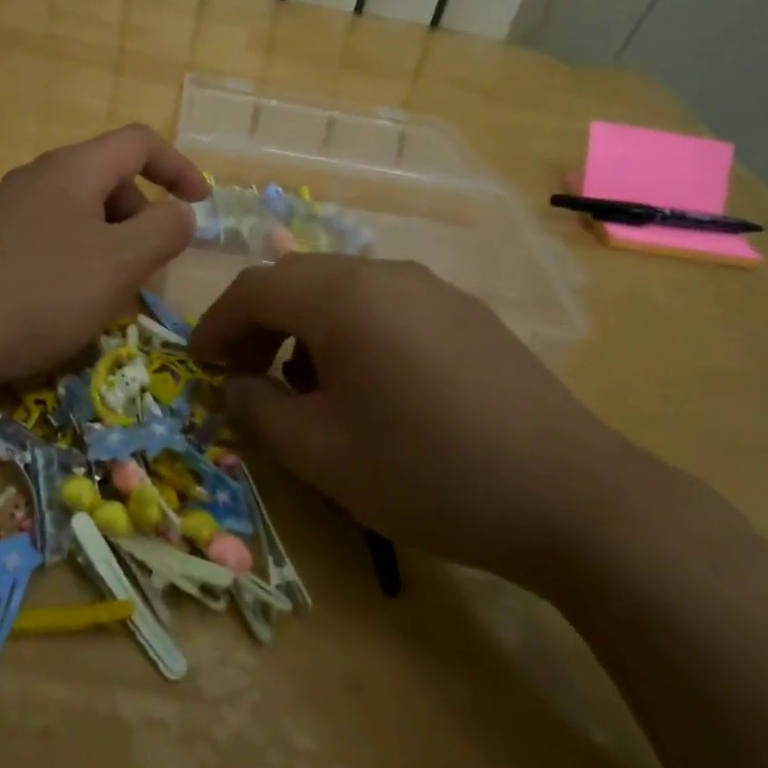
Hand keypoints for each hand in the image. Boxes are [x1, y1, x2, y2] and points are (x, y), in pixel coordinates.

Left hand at [0, 125, 208, 399]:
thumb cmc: (40, 293)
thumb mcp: (119, 263)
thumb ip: (164, 231)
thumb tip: (182, 214)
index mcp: (73, 169)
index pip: (139, 143)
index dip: (179, 167)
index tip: (201, 206)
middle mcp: (39, 176)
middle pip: (110, 177)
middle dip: (144, 214)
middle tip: (151, 265)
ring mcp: (10, 209)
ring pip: (82, 210)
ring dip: (113, 240)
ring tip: (112, 290)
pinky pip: (54, 234)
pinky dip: (81, 255)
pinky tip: (70, 300)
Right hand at [189, 255, 662, 586]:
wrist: (568, 494)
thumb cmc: (426, 471)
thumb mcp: (321, 453)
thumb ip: (259, 410)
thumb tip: (238, 384)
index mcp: (343, 295)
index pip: (256, 288)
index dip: (216, 324)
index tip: (200, 366)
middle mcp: (387, 273)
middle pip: (298, 280)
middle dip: (258, 324)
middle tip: (242, 375)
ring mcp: (433, 288)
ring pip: (343, 290)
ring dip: (306, 327)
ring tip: (304, 386)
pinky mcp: (466, 313)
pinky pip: (386, 305)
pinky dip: (352, 332)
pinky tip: (368, 384)